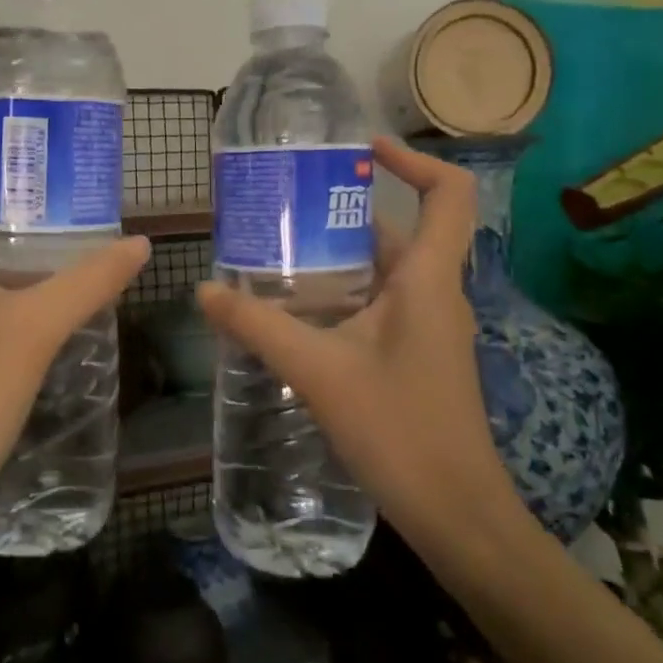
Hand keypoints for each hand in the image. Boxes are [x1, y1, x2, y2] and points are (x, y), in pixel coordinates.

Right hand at [196, 136, 519, 553]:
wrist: (456, 512)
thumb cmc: (399, 430)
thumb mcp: (319, 371)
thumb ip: (259, 327)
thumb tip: (206, 290)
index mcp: (428, 280)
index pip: (447, 194)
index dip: (413, 160)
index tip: (363, 150)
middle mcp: (436, 293)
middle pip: (402, 229)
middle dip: (346, 212)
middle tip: (286, 206)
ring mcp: (430, 327)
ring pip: (387, 271)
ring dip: (340, 256)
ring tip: (279, 253)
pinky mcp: (418, 355)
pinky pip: (383, 304)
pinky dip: (345, 293)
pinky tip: (299, 312)